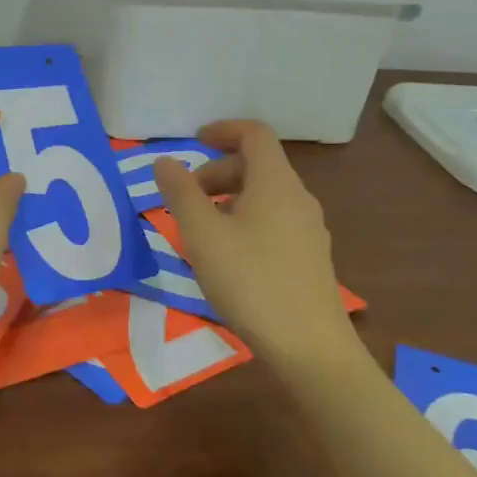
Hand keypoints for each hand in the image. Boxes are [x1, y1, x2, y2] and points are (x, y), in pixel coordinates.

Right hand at [154, 120, 354, 365]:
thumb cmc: (250, 280)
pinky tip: (228, 258)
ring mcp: (309, 229)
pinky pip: (275, 222)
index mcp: (276, 182)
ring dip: (229, 199)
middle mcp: (298, 197)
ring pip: (265, 196)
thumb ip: (181, 193)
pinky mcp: (311, 258)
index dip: (223, 130)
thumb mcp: (202, 234)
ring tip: (201, 231)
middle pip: (258, 165)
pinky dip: (246, 222)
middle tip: (186, 199)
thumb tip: (165, 162)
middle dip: (217, 172)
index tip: (194, 142)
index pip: (255, 133)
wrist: (309, 346)